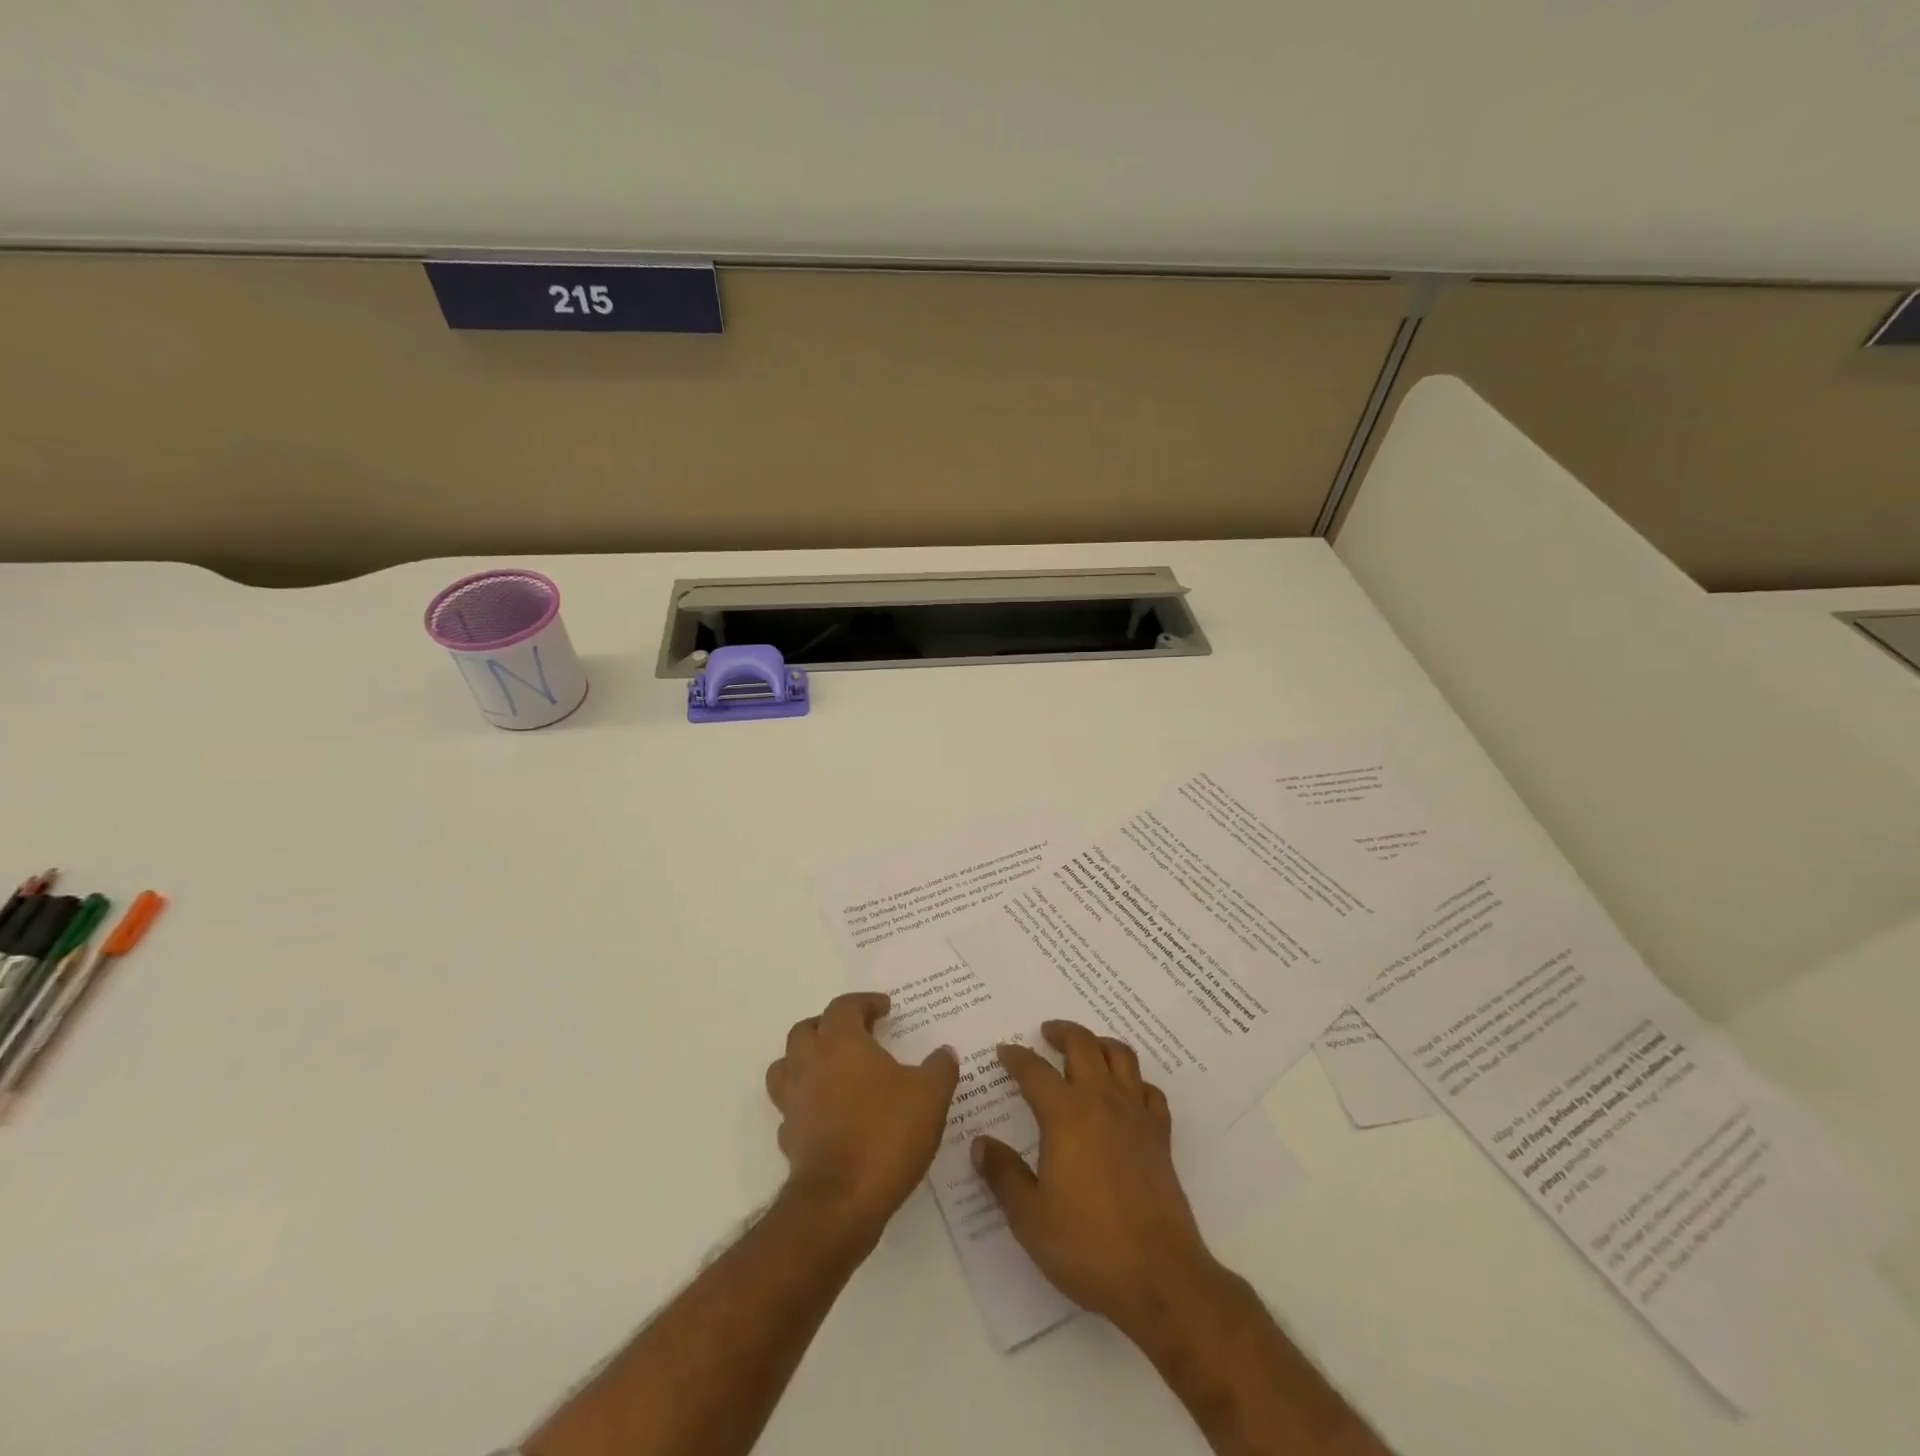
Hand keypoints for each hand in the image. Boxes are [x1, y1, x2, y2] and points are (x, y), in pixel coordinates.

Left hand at [764, 992, 959, 1242]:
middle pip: (806, 1030)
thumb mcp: (930, 1095)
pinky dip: (806, 1103)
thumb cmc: (886, 1132)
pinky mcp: (789, 1136)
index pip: (844, 1006)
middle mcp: (810, 1063)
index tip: (884, 1009)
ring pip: (787, 1066)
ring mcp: (794, 1100)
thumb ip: (940, 1068)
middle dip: (829, 1025)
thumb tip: (944, 1053)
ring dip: (806, 1060)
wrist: (841, 1201)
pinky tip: (829, 1114)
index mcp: (841, 1041)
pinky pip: (792, 1108)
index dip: (865, 1002)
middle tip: (856, 1034)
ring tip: (834, 1070)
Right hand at [971, 1020, 1223, 1337]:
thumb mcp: (1029, 1216)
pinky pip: (1149, 1091)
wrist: (1159, 1277)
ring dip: (1100, 1044)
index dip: (1016, 1057)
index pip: (1034, 1070)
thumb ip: (1003, 1174)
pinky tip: (1126, 1094)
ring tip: (1086, 1049)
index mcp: (1065, 1114)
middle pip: (1083, 1045)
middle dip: (1062, 1032)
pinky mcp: (1160, 1137)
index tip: (1004, 1051)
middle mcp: (1101, 1101)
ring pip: (1121, 1056)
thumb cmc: (1086, 1245)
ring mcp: (1136, 1115)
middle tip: (1045, 1033)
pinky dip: (1135, 1081)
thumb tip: (980, 1144)